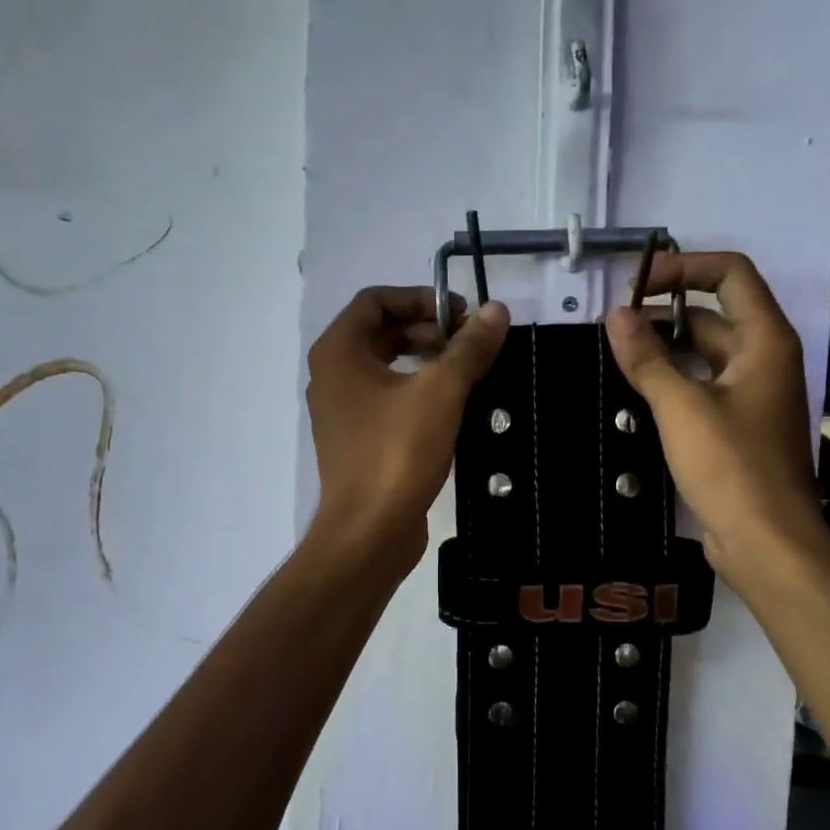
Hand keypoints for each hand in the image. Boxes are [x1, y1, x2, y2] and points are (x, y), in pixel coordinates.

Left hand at [306, 287, 509, 569]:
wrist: (369, 531)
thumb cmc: (398, 452)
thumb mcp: (441, 392)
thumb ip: (469, 347)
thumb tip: (497, 310)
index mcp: (338, 351)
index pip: (376, 300)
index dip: (421, 298)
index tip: (461, 315)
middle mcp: (332, 375)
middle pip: (380, 331)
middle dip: (427, 329)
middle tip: (469, 343)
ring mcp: (342, 410)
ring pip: (385, 366)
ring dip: (425, 360)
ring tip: (467, 371)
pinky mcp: (357, 440)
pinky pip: (386, 398)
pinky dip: (416, 390)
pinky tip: (452, 406)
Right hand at [605, 251, 827, 581]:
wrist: (766, 542)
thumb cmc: (731, 466)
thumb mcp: (681, 407)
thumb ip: (647, 358)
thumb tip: (616, 315)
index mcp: (764, 340)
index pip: (730, 274)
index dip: (684, 267)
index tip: (636, 285)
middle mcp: (764, 359)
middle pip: (714, 313)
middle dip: (664, 311)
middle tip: (612, 325)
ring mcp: (752, 394)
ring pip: (704, 353)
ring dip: (664, 347)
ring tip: (615, 354)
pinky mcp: (738, 426)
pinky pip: (702, 386)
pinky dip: (672, 380)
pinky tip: (635, 391)